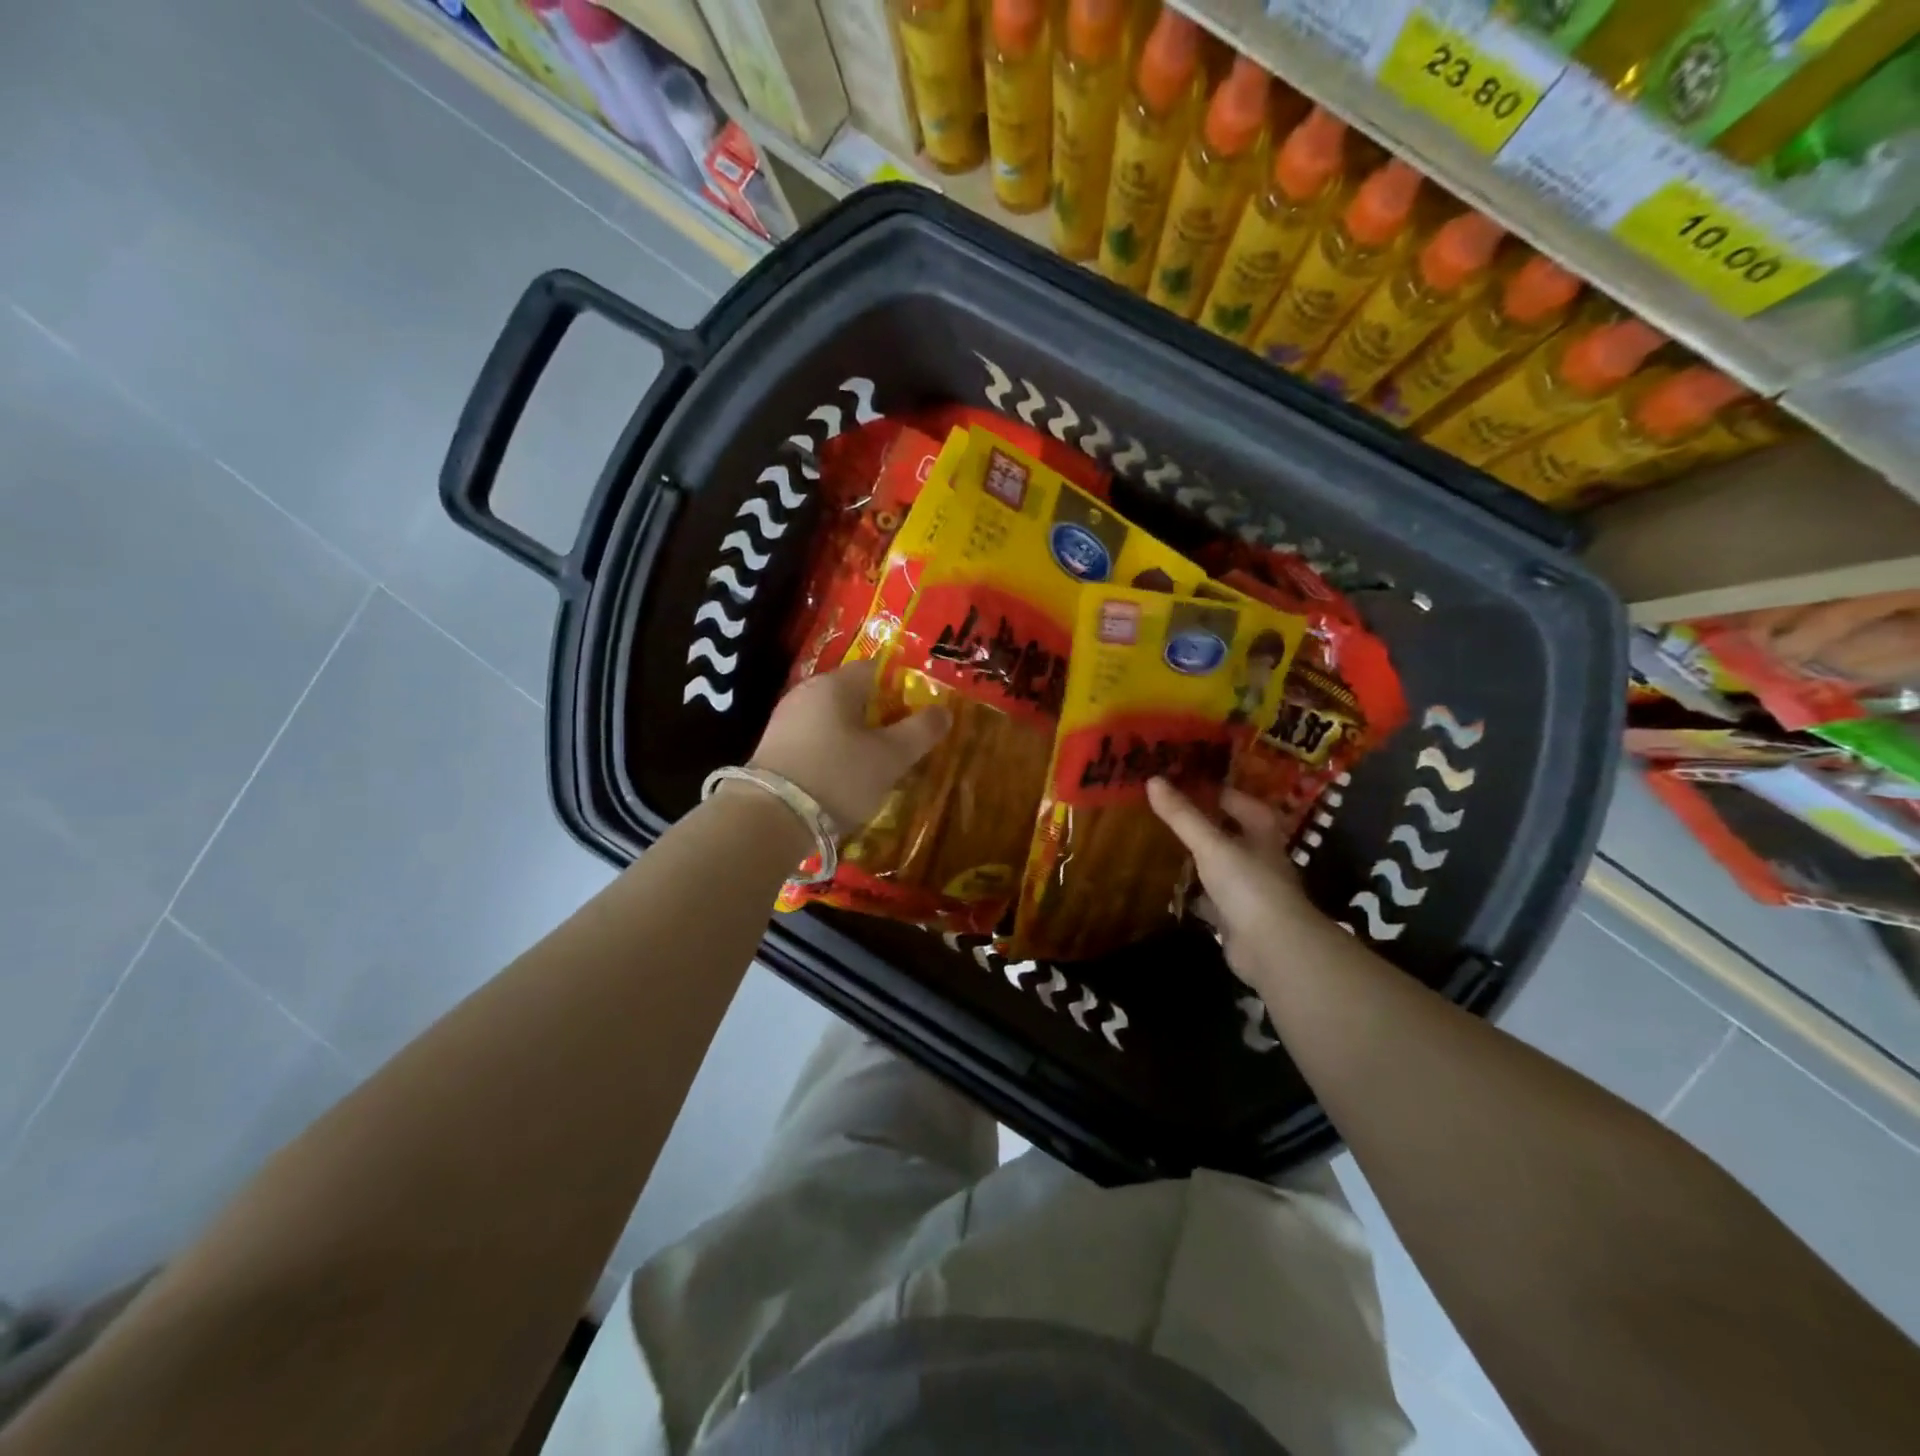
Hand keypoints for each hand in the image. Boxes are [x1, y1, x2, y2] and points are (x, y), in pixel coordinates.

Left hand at [750, 660, 950, 829]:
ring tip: (877, 766)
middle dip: (881, 716)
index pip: (875, 669)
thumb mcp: (890, 757)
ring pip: (834, 719)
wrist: (770, 818)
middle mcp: (806, 693)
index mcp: (835, 684)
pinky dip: (834, 752)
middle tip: (903, 744)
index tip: (918, 714)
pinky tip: (843, 778)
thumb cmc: (838, 777)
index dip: (901, 687)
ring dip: (857, 737)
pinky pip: (815, 739)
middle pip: (853, 695)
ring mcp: (785, 720)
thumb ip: (920, 731)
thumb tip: (944, 711)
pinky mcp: (773, 747)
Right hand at [1147, 778, 1340, 987]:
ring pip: (1218, 867)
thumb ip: (1182, 816)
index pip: (1240, 802)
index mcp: (1261, 834)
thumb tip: (1152, 780)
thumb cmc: (1248, 885)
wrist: (1273, 948)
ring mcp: (1248, 890)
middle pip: (1229, 834)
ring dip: (1196, 860)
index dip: (1217, 791)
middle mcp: (1258, 858)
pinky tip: (1168, 888)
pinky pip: (1209, 899)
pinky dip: (1192, 895)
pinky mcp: (1235, 918)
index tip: (1185, 782)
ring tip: (1161, 845)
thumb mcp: (1211, 845)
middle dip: (1202, 825)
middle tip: (1166, 812)